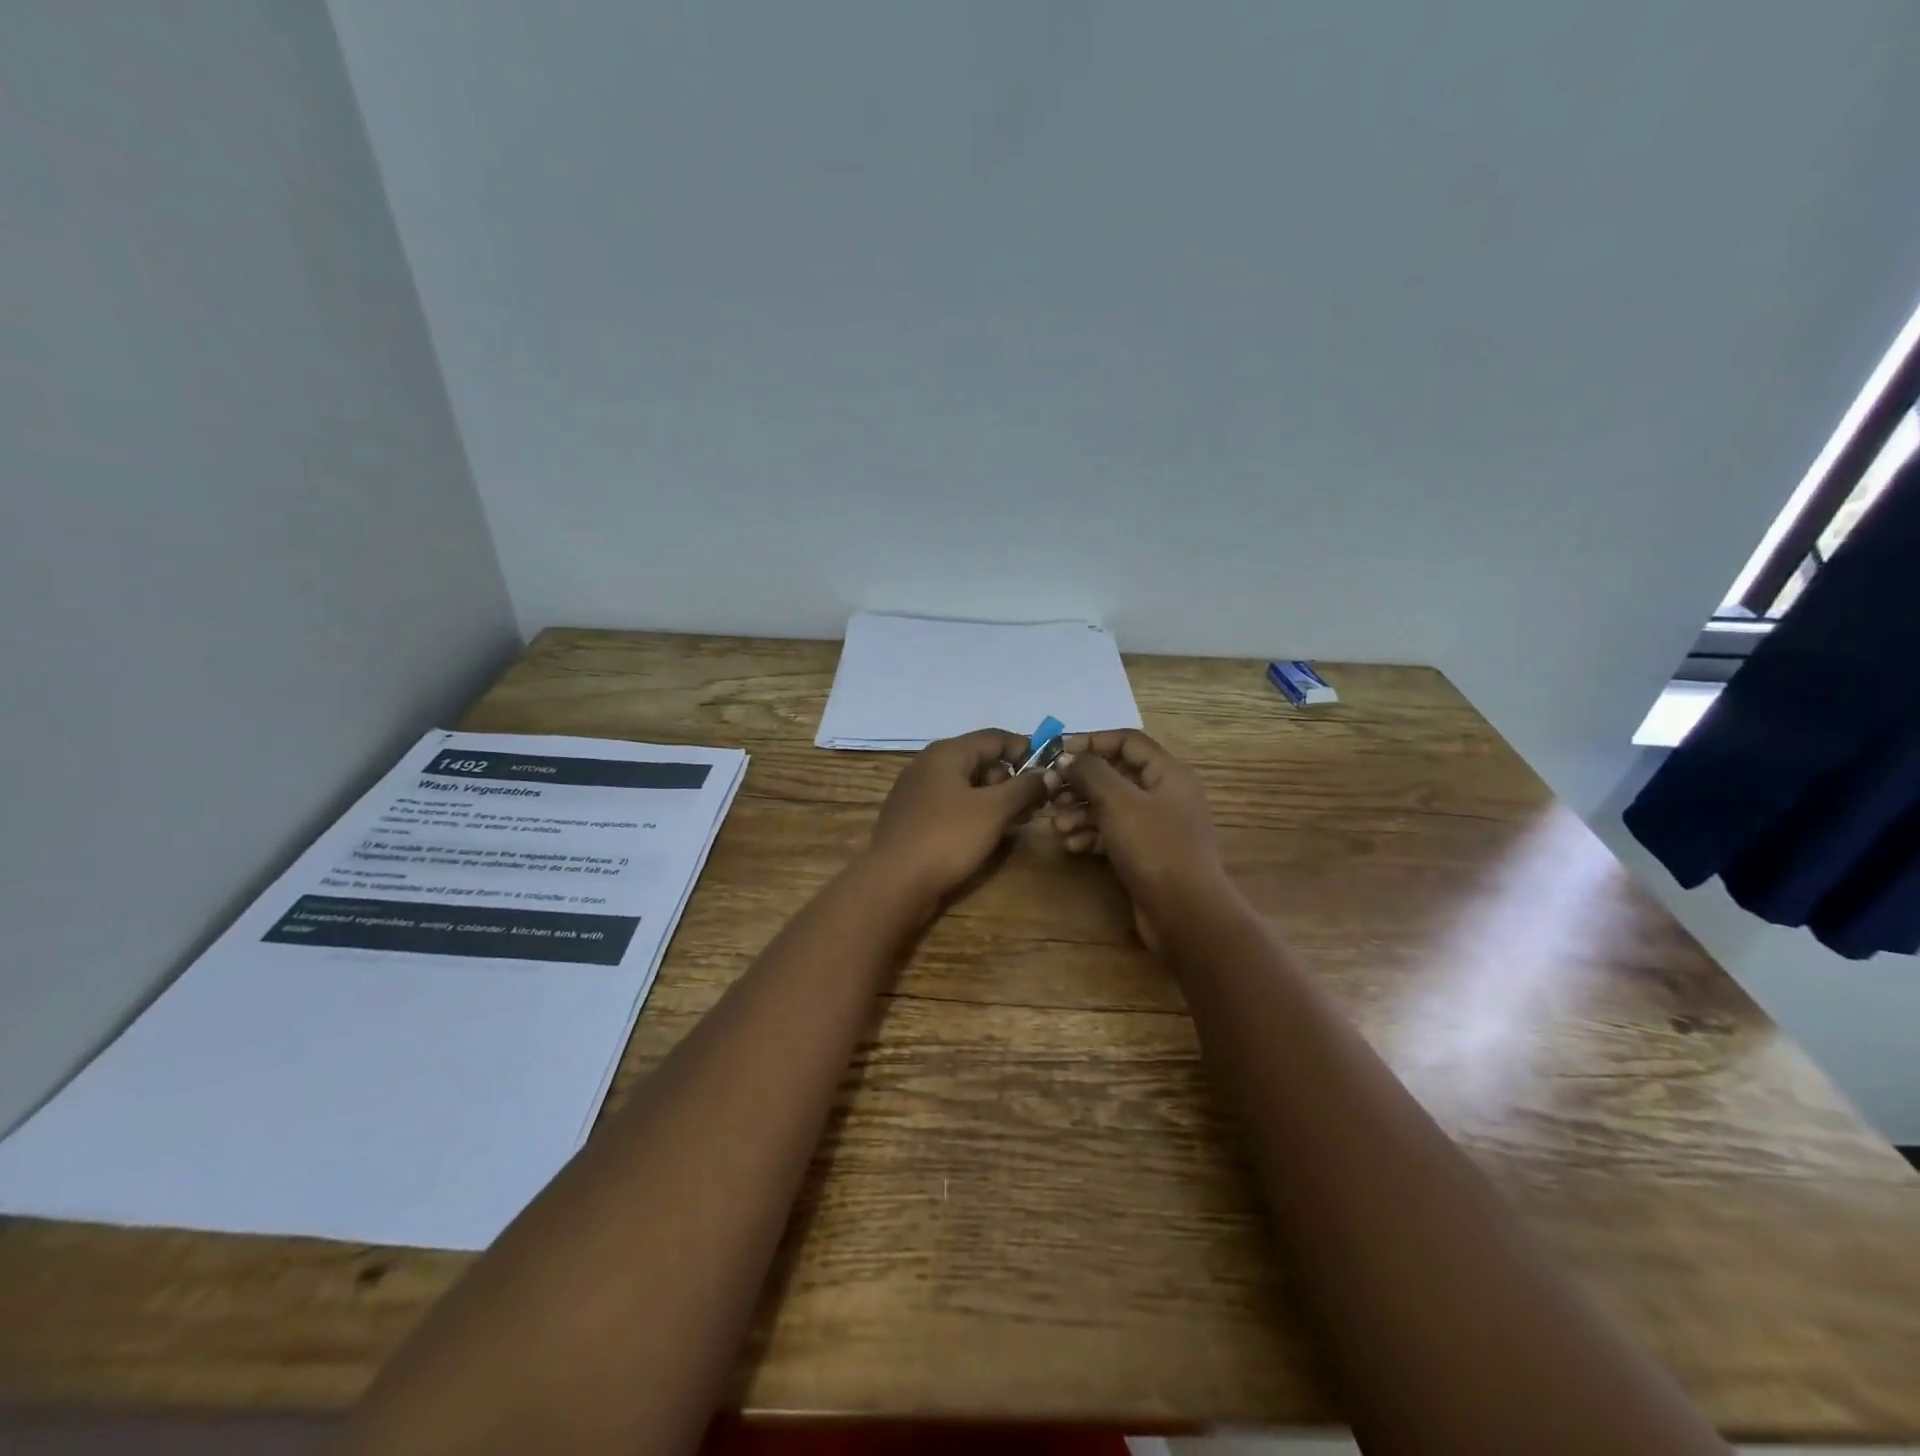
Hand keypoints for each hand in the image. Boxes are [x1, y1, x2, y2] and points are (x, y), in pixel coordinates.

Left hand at [866, 729, 1049, 910]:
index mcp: (947, 753)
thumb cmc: (946, 839)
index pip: (996, 737)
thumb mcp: (993, 811)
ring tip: (1016, 823)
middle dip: (1011, 780)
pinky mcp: (913, 818)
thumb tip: (1047, 773)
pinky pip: (952, 805)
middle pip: (981, 760)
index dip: (1026, 751)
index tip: (1050, 775)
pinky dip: (974, 813)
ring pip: (967, 785)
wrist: (894, 884)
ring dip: (995, 800)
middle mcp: (929, 764)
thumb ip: (1024, 787)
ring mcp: (917, 792)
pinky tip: (986, 835)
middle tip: (1034, 807)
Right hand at [1046, 730, 1226, 950]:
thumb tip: (1068, 757)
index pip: (1127, 741)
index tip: (1057, 752)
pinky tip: (1071, 845)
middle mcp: (1164, 794)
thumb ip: (1090, 772)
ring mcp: (1155, 826)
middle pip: (1114, 775)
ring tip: (1057, 827)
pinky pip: (1112, 833)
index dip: (1091, 741)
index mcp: (1167, 773)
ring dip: (1080, 812)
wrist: (1184, 913)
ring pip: (1110, 806)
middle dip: (1079, 783)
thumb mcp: (1118, 801)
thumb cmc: (1154, 847)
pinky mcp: (1145, 853)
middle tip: (1051, 793)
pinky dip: (1090, 834)